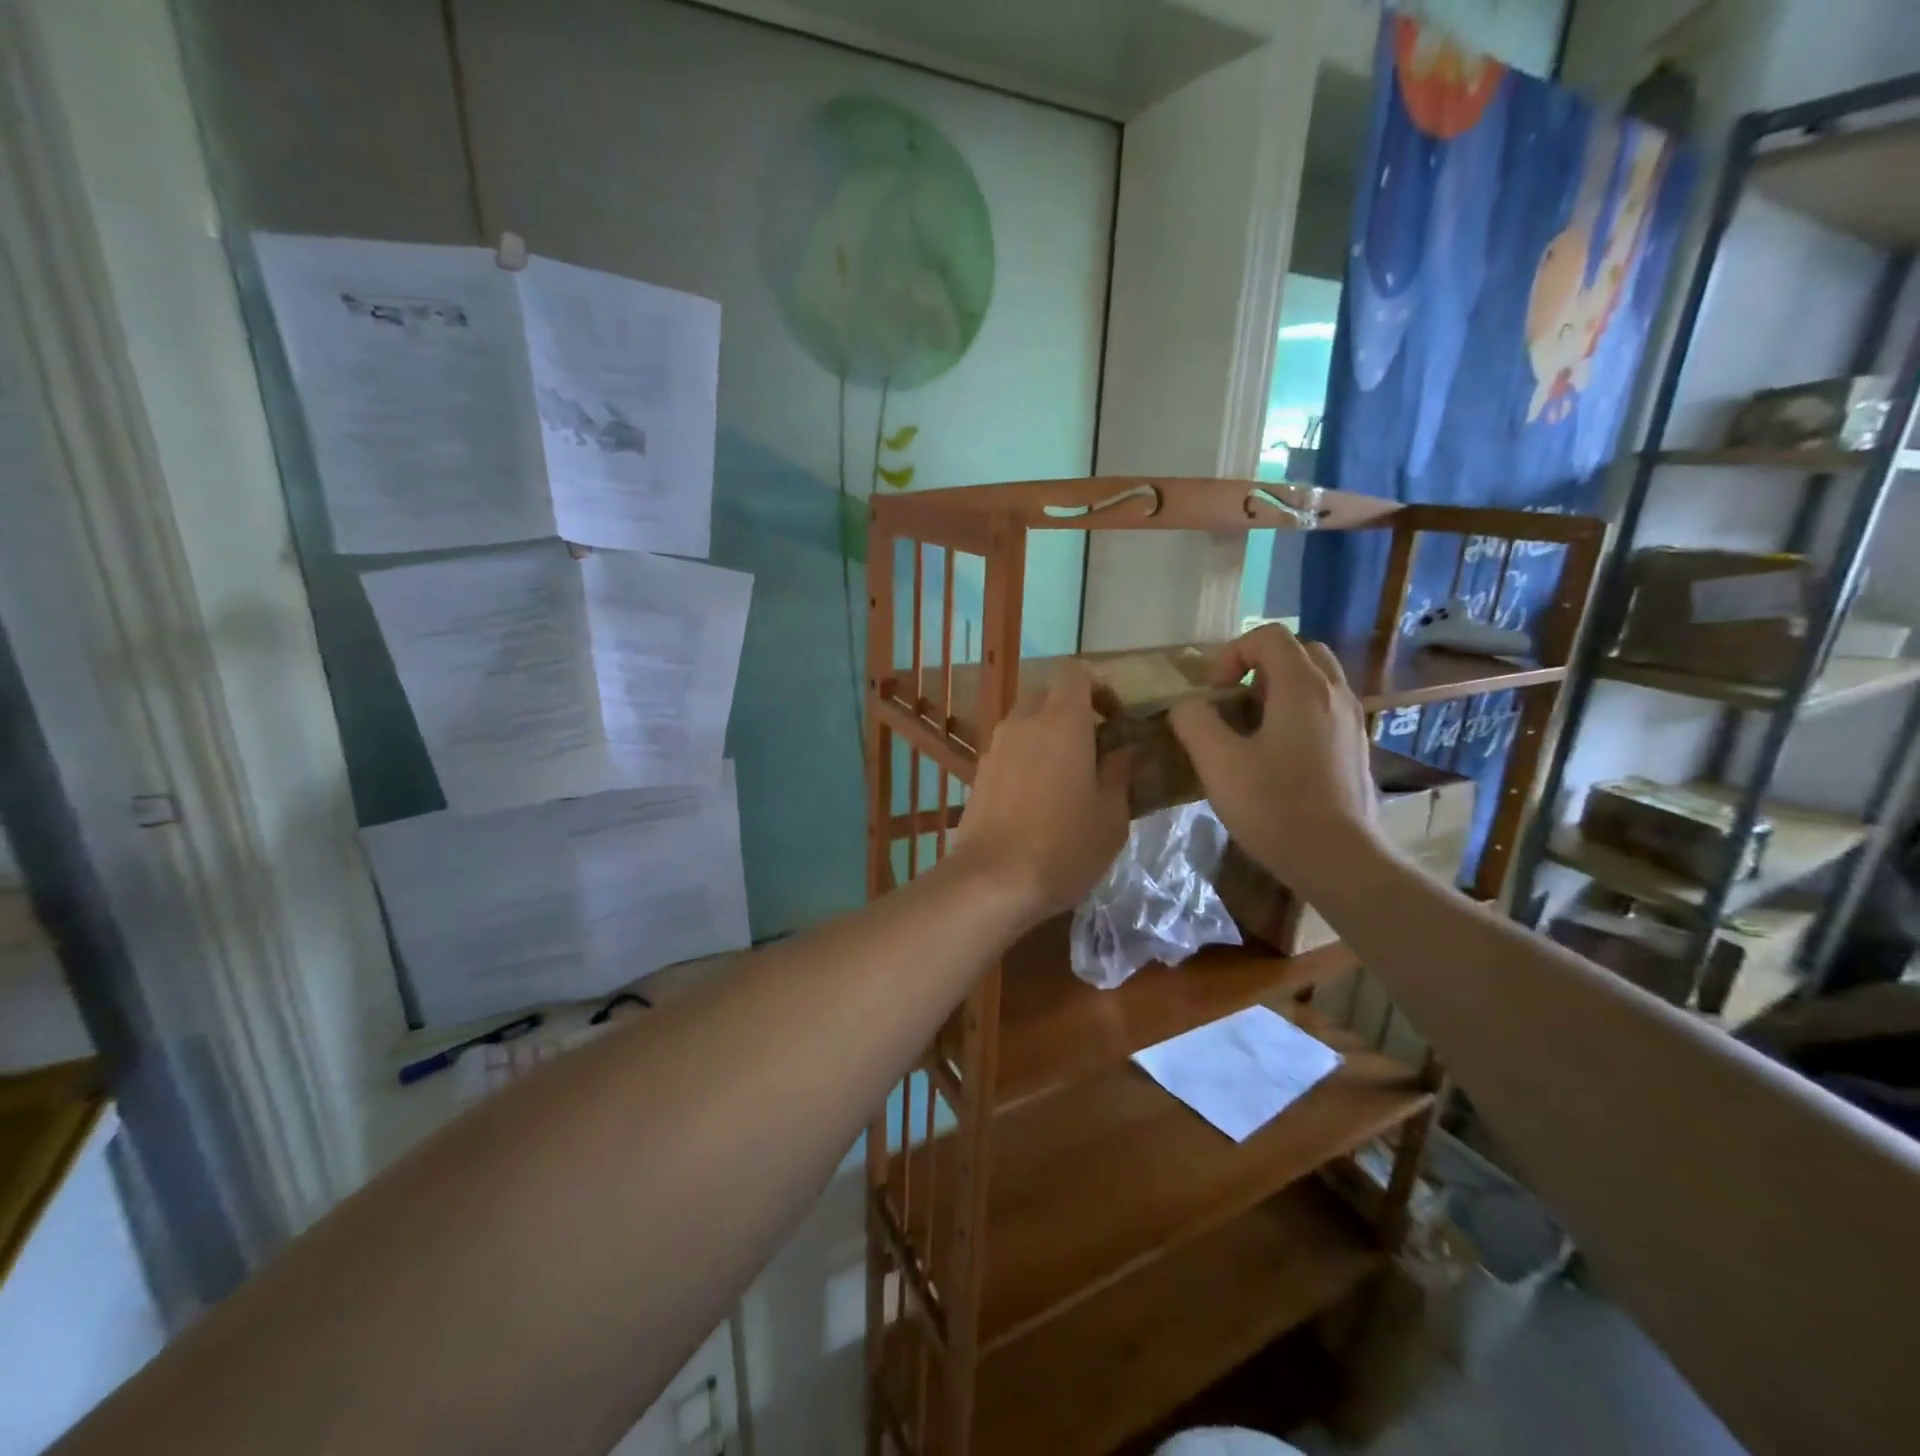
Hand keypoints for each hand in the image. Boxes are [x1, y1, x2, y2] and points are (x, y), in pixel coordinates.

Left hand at [947, 661, 1132, 924]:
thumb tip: (1126, 750)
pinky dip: (1027, 759)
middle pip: (1047, 694)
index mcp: (1062, 721)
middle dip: (1072, 711)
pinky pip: (1009, 750)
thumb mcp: (1111, 815)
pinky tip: (1038, 800)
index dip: (1097, 686)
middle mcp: (1023, 723)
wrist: (993, 881)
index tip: (1114, 717)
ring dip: (1048, 736)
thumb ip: (1120, 772)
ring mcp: (996, 748)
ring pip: (1025, 722)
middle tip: (1094, 748)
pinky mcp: (979, 773)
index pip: (1074, 672)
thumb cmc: (1064, 846)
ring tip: (1067, 778)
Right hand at [1169, 625, 1379, 892]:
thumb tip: (1187, 706)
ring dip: (1278, 692)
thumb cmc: (1275, 807)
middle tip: (1233, 702)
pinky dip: (1296, 715)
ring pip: (1314, 682)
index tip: (1214, 693)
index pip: (1268, 636)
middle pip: (1298, 652)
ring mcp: (1351, 722)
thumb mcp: (1217, 762)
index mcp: (1303, 687)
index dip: (1232, 654)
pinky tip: (1275, 757)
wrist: (1339, 860)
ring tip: (1251, 730)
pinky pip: (1324, 710)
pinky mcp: (1355, 749)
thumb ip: (1194, 722)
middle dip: (1259, 668)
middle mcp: (1335, 694)